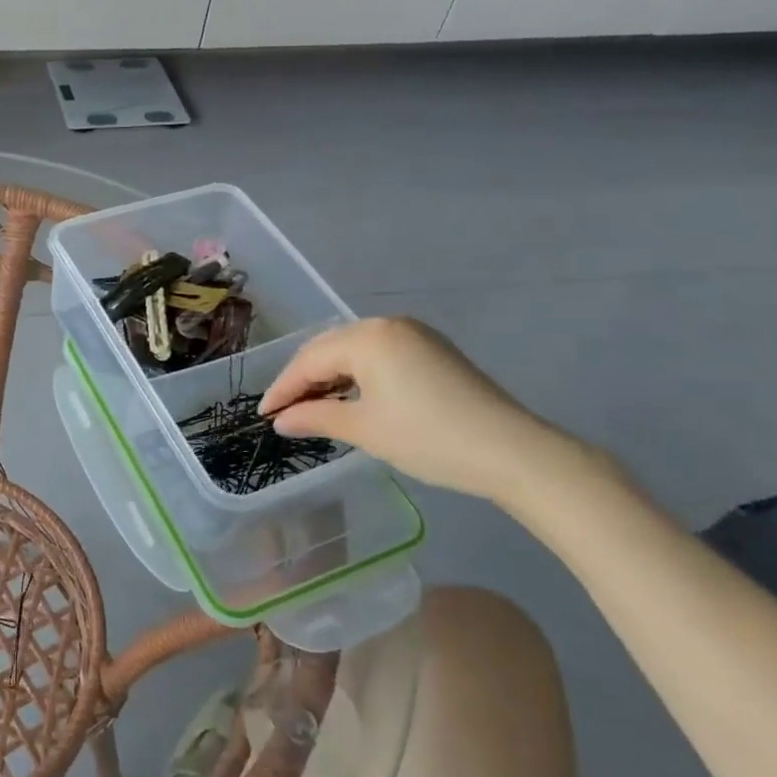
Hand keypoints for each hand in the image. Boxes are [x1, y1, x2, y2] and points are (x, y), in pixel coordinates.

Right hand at [259, 317, 585, 505]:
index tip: (264, 415)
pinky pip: (379, 355)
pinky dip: (358, 375)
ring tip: (313, 407)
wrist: (513, 452)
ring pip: (354, 351)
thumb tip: (281, 420)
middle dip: (303, 380)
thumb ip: (315, 417)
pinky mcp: (433, 350)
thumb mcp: (365, 430)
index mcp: (367, 337)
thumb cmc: (428, 438)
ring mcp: (414, 334)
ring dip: (330, 377)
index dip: (283, 389)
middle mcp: (387, 324)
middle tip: (284, 411)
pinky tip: (350, 397)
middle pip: (329, 348)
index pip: (310, 360)